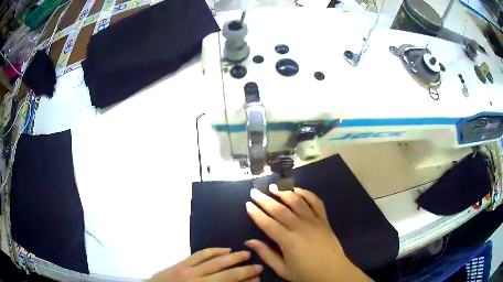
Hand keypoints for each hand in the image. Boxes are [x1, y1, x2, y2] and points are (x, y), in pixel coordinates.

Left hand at [148, 248, 262, 281]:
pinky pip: (200, 254)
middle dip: (244, 270)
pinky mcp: (181, 263)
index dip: (245, 281)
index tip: (257, 278)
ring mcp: (188, 270)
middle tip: (258, 265)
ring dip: (232, 257)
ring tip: (246, 253)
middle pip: (226, 274)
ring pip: (215, 261)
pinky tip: (224, 249)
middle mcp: (198, 280)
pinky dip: (213, 251)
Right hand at [245, 185, 371, 281]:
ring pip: (297, 202)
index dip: (256, 213)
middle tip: (255, 191)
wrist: (333, 271)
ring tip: (273, 187)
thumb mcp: (282, 269)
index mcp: (288, 241)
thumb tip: (249, 242)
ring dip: (284, 193)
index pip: (267, 223)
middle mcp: (300, 227)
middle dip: (265, 199)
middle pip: (279, 209)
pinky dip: (307, 194)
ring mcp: (314, 221)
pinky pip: (316, 202)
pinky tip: (297, 190)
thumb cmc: (306, 273)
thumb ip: (266, 254)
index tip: (248, 204)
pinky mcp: (324, 220)